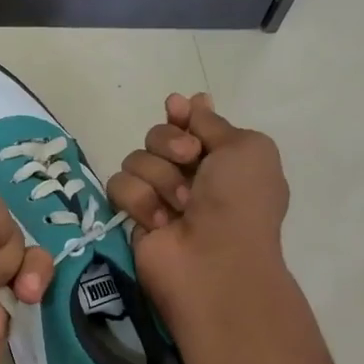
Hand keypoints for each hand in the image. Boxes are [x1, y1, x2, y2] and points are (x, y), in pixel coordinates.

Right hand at [106, 94, 290, 330]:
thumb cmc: (240, 202)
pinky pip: (118, 186)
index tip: (177, 109)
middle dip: (170, 144)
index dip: (181, 115)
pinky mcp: (132, 216)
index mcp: (222, 158)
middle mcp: (189, 175)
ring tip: (180, 206)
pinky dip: (140, 201)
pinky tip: (159, 223)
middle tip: (188, 162)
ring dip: (160, 178)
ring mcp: (158, 196)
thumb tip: (187, 101)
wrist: (215, 261)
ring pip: (135, 159)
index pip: (189, 122)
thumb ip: (211, 122)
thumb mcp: (245, 148)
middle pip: (157, 135)